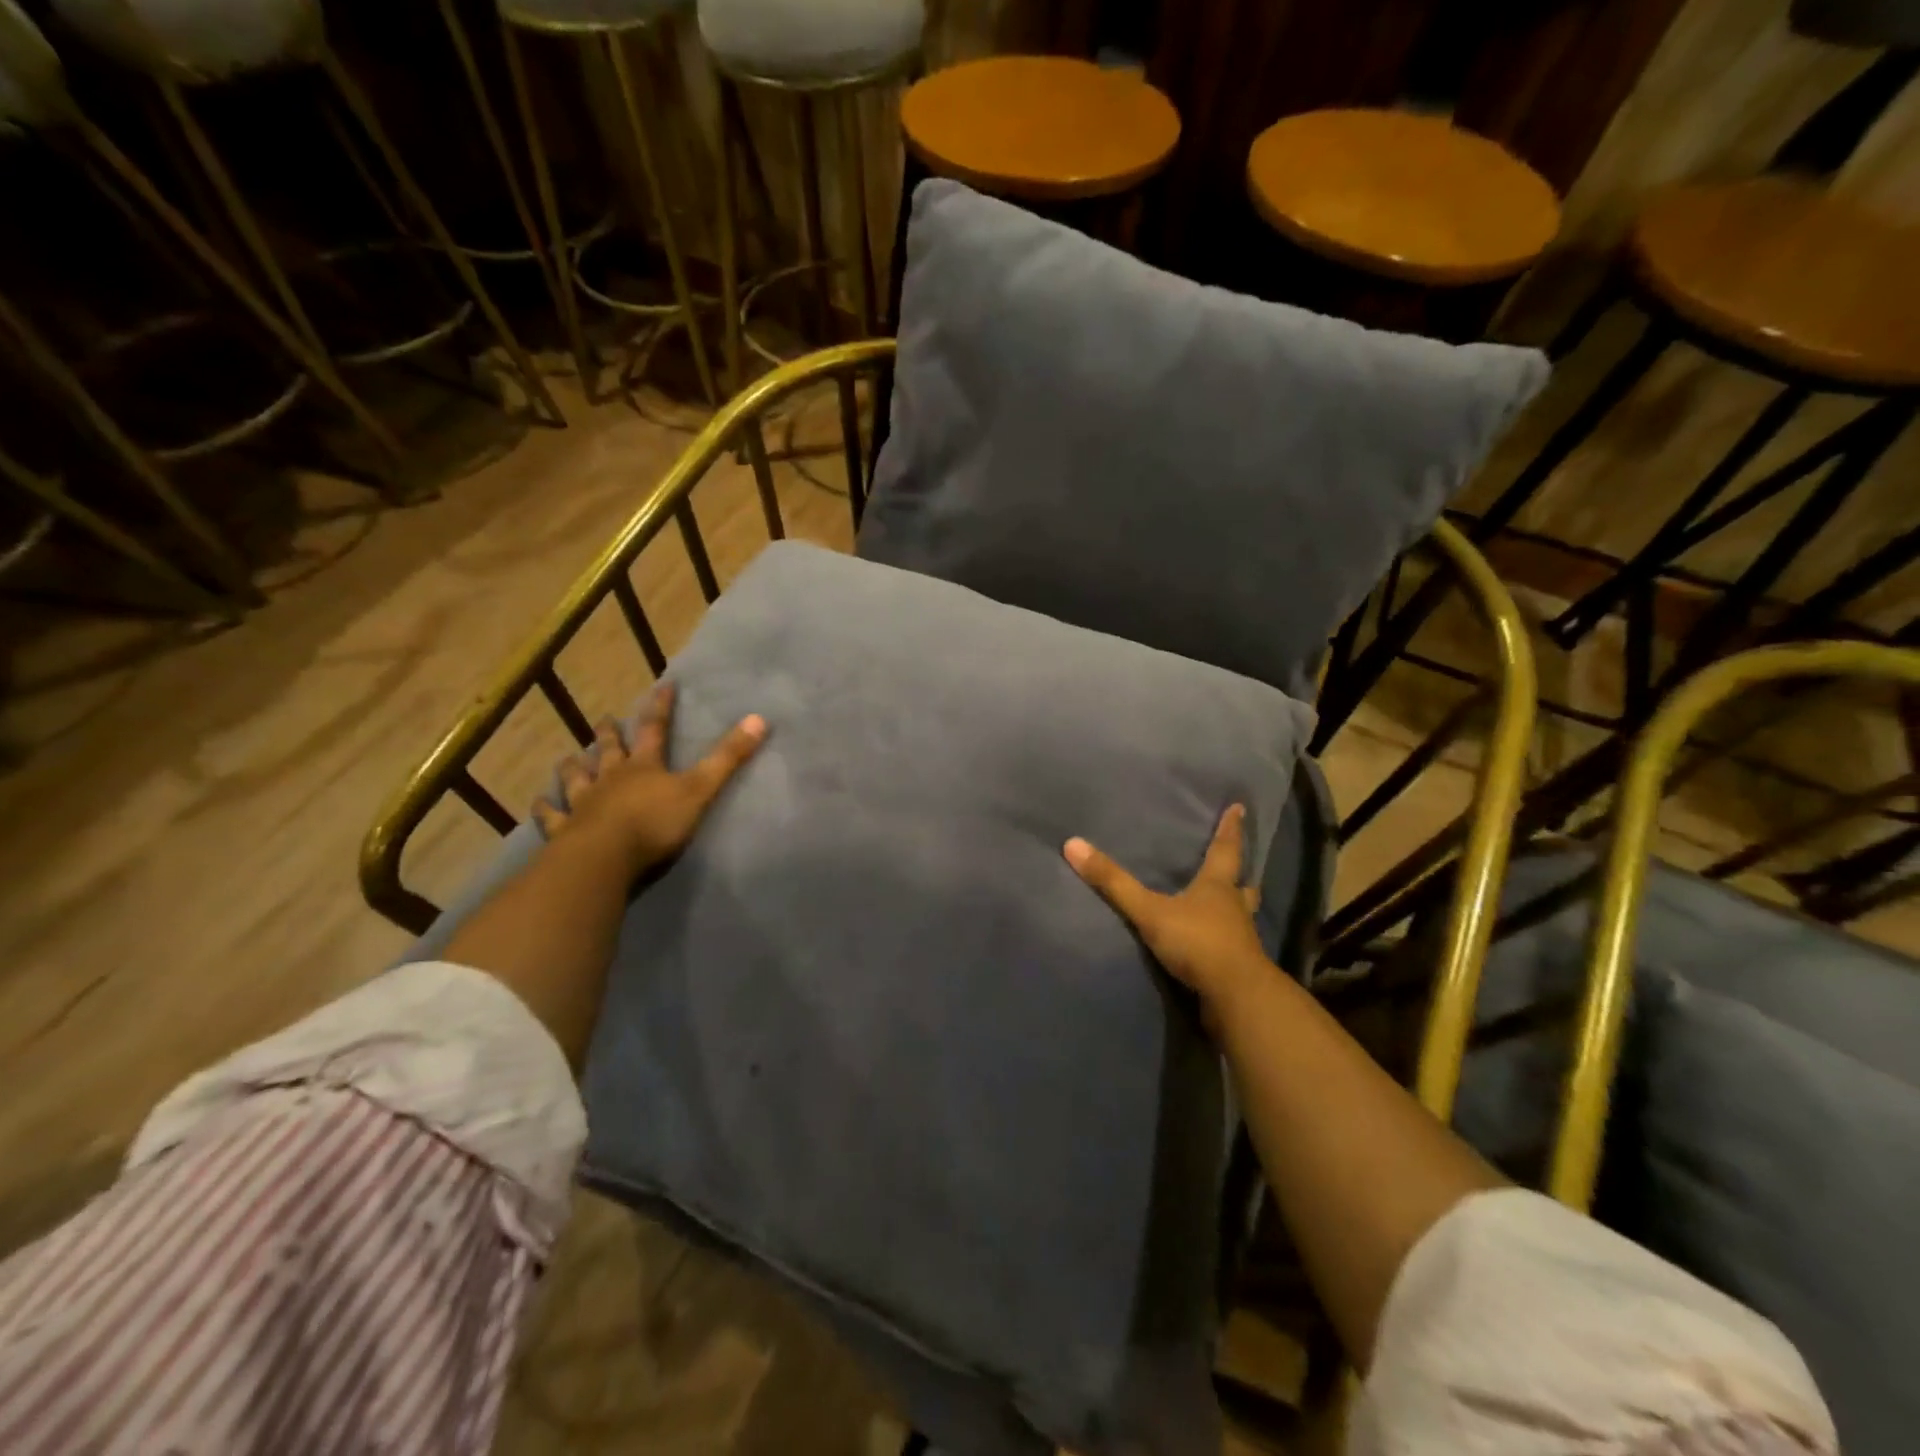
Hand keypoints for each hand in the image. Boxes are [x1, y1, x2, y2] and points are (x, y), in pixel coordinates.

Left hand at [534, 682, 766, 877]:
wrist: (603, 858)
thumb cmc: (654, 823)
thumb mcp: (700, 789)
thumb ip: (728, 758)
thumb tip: (759, 718)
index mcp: (644, 766)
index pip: (655, 729)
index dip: (661, 707)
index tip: (663, 685)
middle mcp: (611, 778)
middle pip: (609, 750)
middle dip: (610, 733)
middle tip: (605, 719)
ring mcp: (584, 803)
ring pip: (576, 778)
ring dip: (574, 766)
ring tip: (569, 757)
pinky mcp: (564, 830)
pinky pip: (551, 816)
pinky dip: (544, 808)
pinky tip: (537, 802)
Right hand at [1063, 805, 1273, 1020]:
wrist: (1235, 997)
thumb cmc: (1197, 942)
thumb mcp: (1149, 911)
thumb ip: (1114, 882)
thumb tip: (1073, 844)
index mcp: (1217, 887)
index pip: (1225, 850)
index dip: (1230, 829)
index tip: (1239, 808)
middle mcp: (1234, 908)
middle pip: (1242, 885)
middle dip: (1239, 874)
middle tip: (1239, 866)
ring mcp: (1241, 939)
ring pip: (1242, 916)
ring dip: (1236, 908)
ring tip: (1228, 905)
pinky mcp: (1239, 967)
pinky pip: (1234, 946)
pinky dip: (1227, 940)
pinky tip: (1216, 944)